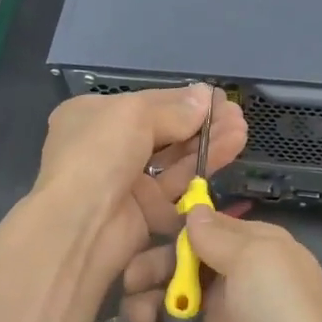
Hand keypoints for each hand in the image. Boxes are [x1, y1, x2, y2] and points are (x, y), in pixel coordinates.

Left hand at [32, 85, 247, 293]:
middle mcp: (107, 147)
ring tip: (241, 129)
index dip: (181, 100)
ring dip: (207, 143)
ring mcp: (125, 181)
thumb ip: (174, 108)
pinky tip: (230, 150)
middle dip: (200, 122)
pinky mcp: (144, 212)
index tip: (216, 98)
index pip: (145, 103)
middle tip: (236, 114)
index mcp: (92, 116)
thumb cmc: (99, 154)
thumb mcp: (134, 115)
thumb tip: (206, 96)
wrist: (80, 225)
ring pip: (174, 159)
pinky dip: (203, 169)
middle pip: (163, 131)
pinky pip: (177, 187)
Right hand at [120, 208, 321, 321]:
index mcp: (250, 250)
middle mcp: (226, 281)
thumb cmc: (284, 318)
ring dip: (142, 308)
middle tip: (135, 281)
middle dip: (148, 268)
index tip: (147, 229)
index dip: (174, 228)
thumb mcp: (258, 259)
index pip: (203, 227)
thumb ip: (218, 235)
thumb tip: (193, 212)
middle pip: (170, 262)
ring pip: (155, 300)